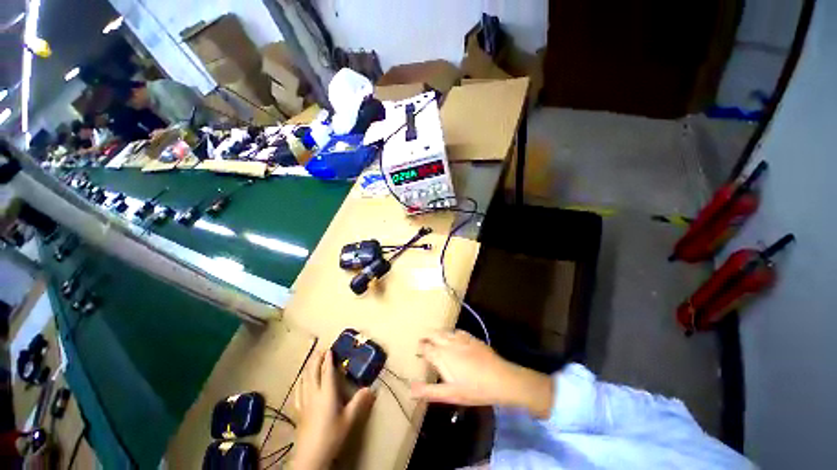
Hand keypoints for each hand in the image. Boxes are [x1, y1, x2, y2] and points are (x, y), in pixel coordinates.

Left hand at [292, 350, 374, 469]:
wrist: (311, 456)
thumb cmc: (332, 435)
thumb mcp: (349, 419)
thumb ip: (359, 402)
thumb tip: (371, 388)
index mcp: (327, 393)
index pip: (327, 371)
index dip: (328, 359)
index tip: (330, 349)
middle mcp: (314, 394)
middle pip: (313, 372)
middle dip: (316, 359)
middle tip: (320, 350)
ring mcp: (304, 402)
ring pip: (304, 379)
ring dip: (308, 367)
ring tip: (311, 360)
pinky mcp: (298, 410)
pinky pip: (298, 390)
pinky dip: (300, 381)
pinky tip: (300, 381)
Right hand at [411, 330, 553, 418]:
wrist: (500, 378)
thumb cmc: (473, 389)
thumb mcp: (450, 394)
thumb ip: (429, 391)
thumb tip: (410, 388)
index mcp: (441, 355)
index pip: (425, 347)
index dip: (420, 348)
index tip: (418, 351)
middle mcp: (448, 342)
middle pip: (433, 334)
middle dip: (427, 337)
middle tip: (424, 342)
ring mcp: (461, 338)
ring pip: (444, 331)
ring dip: (438, 334)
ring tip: (436, 339)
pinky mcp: (471, 338)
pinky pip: (457, 331)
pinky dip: (451, 334)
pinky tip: (454, 339)